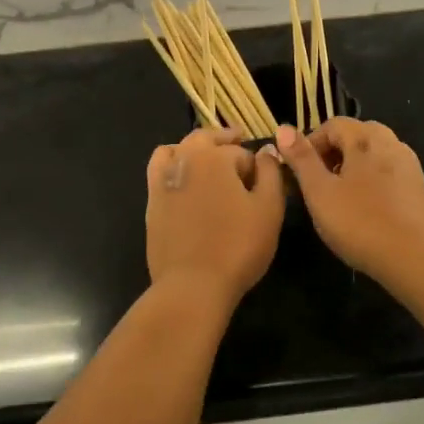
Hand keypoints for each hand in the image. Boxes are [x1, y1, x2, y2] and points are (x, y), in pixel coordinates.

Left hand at [145, 128, 285, 306]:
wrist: (193, 284)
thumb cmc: (238, 246)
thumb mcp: (269, 209)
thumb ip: (270, 173)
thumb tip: (265, 151)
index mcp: (214, 157)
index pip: (241, 152)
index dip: (256, 166)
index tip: (264, 180)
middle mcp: (184, 160)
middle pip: (204, 139)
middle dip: (224, 140)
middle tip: (238, 142)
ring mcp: (163, 181)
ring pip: (177, 150)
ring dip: (194, 148)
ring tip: (207, 159)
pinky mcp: (152, 203)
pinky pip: (159, 170)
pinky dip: (173, 165)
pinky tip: (184, 180)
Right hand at [274, 119, 423, 279]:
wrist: (414, 257)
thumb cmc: (359, 223)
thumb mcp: (319, 192)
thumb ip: (301, 159)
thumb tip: (283, 127)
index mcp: (365, 139)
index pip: (333, 125)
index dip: (311, 143)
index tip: (299, 172)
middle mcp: (390, 144)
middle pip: (356, 135)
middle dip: (333, 153)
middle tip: (318, 182)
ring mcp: (409, 165)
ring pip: (374, 153)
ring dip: (353, 166)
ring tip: (339, 196)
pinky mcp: (418, 187)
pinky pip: (388, 172)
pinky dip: (372, 180)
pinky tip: (364, 208)